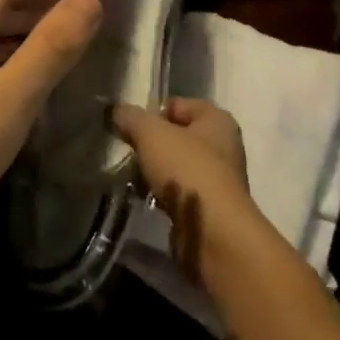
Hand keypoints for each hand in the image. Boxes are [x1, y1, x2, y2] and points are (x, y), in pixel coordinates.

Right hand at [112, 97, 276, 290]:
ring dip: (157, 173)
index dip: (152, 113)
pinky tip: (148, 201)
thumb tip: (115, 111)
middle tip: (130, 154)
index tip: (131, 129)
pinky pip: (181, 194)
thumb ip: (131, 118)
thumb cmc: (187, 170)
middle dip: (153, 145)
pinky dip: (164, 197)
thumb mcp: (151, 134)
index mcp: (217, 120)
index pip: (178, 105)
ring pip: (178, 167)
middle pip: (178, 137)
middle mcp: (224, 146)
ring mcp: (220, 181)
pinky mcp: (211, 211)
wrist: (215, 235)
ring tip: (134, 180)